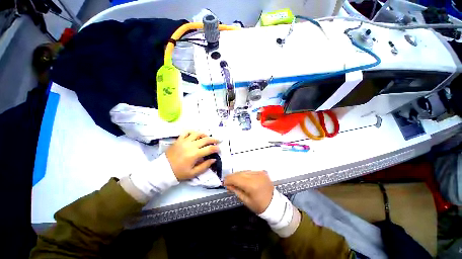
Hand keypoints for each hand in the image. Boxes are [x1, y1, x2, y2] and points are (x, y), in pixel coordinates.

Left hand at [166, 131, 218, 180]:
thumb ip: (205, 166)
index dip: (216, 148)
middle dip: (213, 139)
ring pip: (197, 134)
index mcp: (195, 154)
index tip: (219, 149)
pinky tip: (195, 134)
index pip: (209, 149)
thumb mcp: (193, 173)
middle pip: (205, 139)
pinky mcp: (179, 140)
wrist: (163, 170)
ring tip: (207, 136)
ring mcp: (184, 141)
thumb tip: (213, 159)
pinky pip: (186, 132)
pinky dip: (192, 132)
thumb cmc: (179, 173)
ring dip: (204, 134)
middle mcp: (191, 145)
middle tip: (217, 140)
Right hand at [224, 171, 273, 213]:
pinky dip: (244, 174)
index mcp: (252, 185)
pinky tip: (241, 178)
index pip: (237, 179)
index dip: (229, 179)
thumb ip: (236, 191)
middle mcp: (256, 176)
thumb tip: (228, 185)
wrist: (275, 204)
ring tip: (233, 180)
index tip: (224, 182)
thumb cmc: (260, 205)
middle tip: (227, 181)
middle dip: (232, 177)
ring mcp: (259, 173)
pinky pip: (250, 171)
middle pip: (240, 173)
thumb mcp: (246, 200)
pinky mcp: (262, 172)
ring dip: (237, 175)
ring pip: (244, 171)